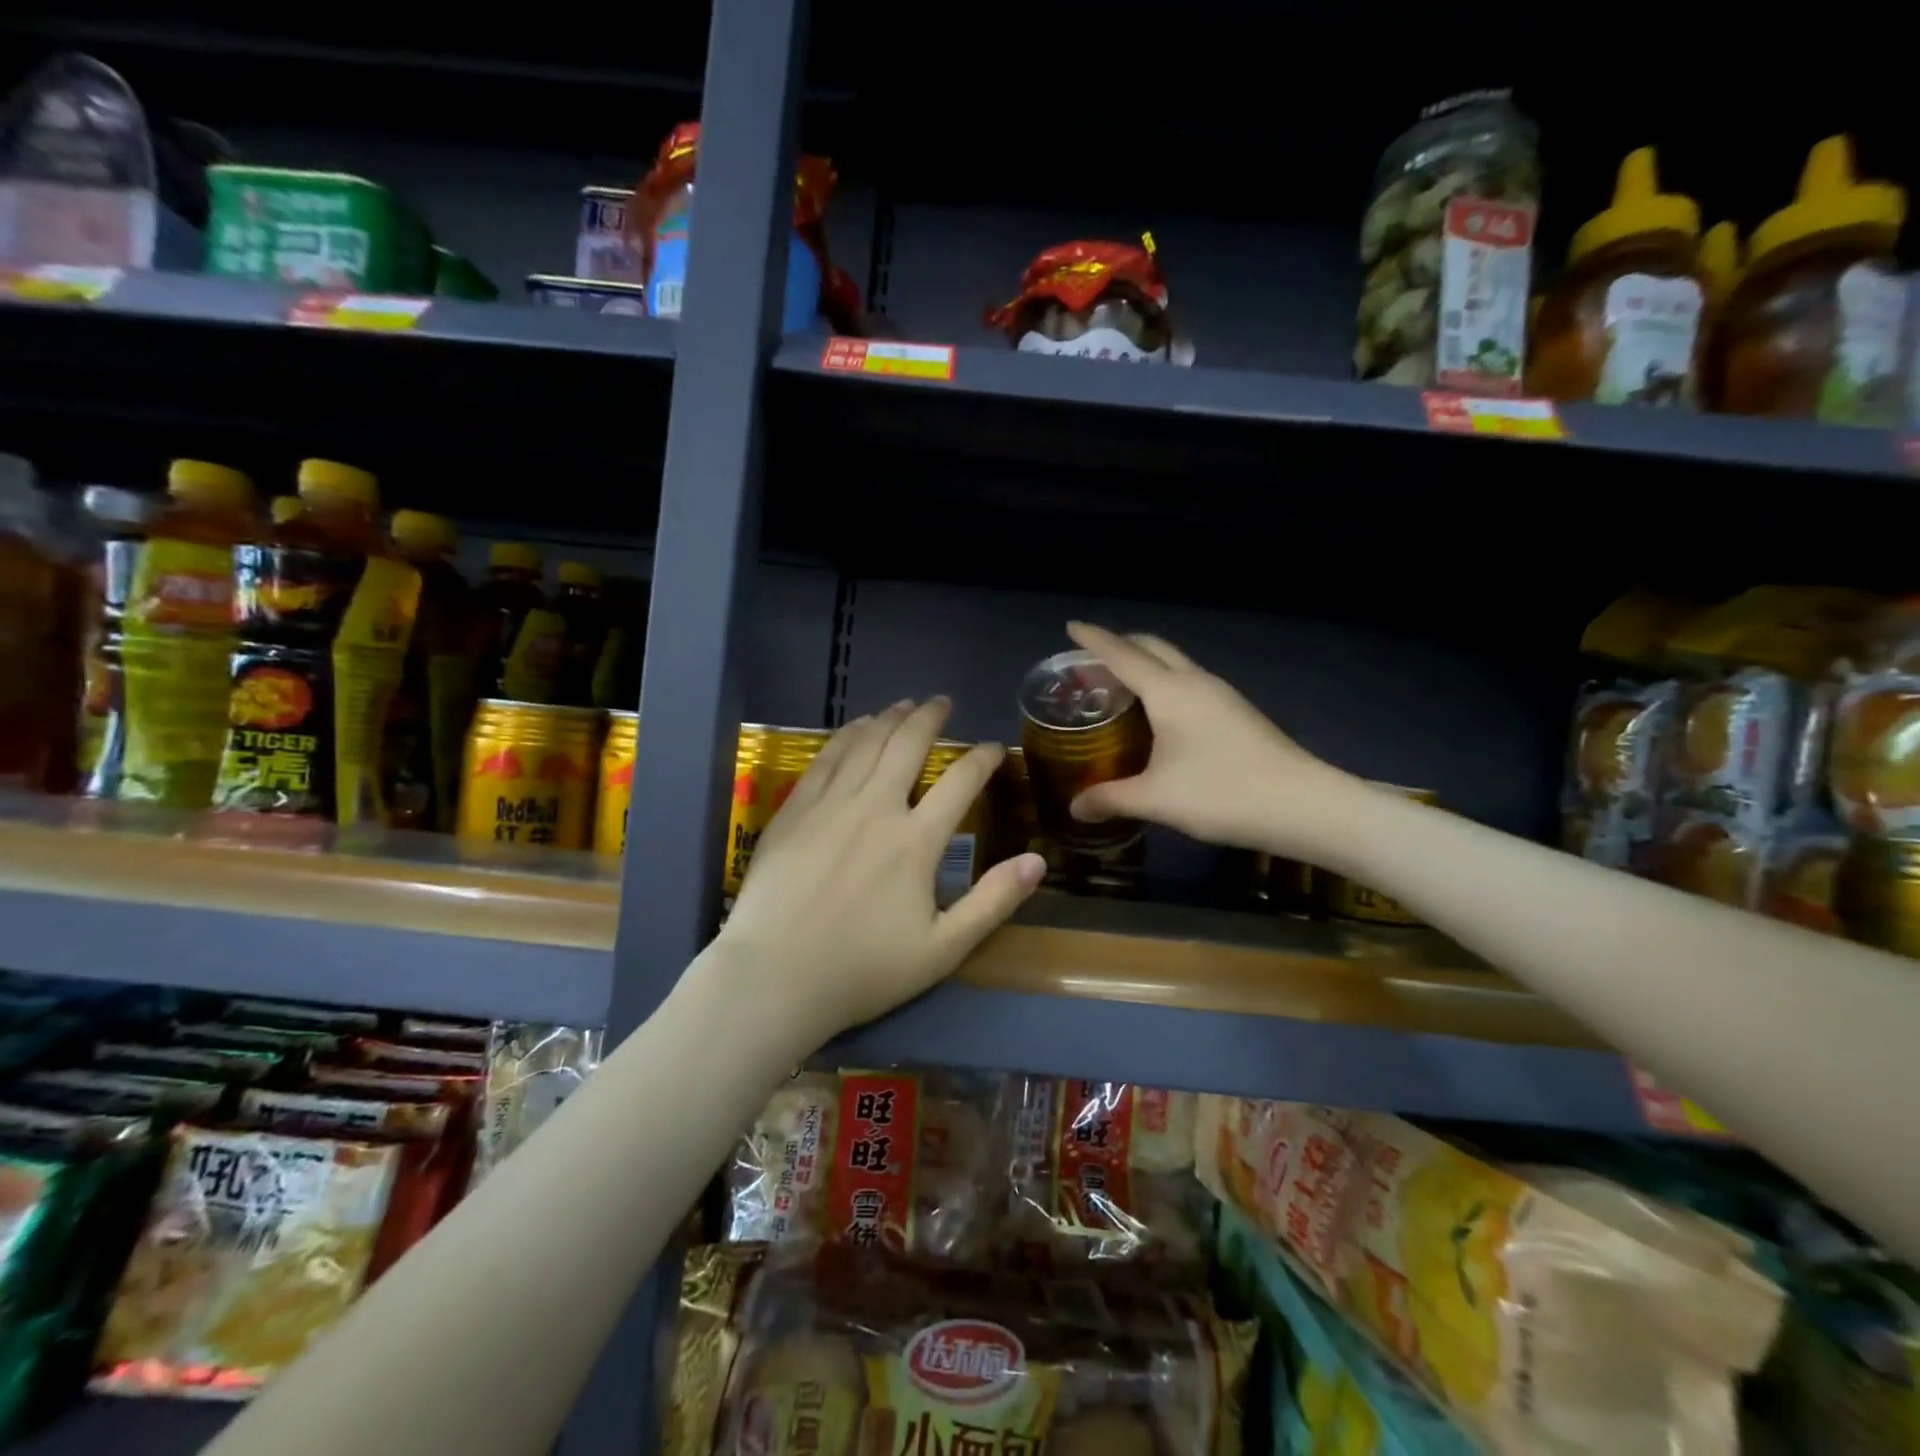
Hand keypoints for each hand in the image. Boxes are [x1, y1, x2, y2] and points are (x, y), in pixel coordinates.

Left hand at [714, 698, 1046, 1047]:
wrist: (775, 977)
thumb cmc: (863, 969)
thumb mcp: (943, 949)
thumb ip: (993, 902)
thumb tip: (1038, 861)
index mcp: (916, 840)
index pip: (961, 781)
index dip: (983, 758)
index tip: (994, 748)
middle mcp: (876, 807)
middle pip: (908, 745)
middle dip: (930, 717)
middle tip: (942, 702)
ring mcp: (831, 804)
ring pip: (866, 743)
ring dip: (890, 718)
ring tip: (904, 705)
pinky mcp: (795, 809)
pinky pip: (826, 757)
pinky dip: (847, 735)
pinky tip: (856, 727)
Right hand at [1065, 621, 1360, 857]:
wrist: (1303, 806)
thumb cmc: (1221, 793)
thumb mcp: (1156, 799)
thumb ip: (1110, 798)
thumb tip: (1074, 808)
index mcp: (1170, 691)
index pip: (1122, 654)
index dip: (1094, 639)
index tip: (1071, 626)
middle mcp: (1195, 682)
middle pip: (1153, 648)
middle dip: (1121, 644)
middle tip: (1091, 659)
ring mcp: (1221, 695)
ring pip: (1175, 664)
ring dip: (1145, 664)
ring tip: (1119, 686)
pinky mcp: (1237, 713)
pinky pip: (1189, 683)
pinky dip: (1164, 684)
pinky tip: (1158, 714)